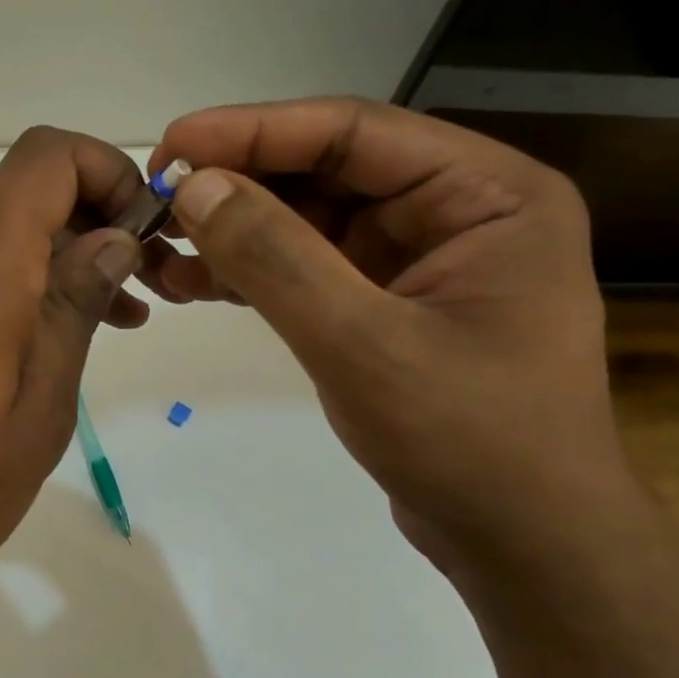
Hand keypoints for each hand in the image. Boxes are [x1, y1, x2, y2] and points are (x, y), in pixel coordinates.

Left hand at [0, 128, 148, 630]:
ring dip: (67, 267)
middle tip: (148, 293)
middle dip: (100, 225)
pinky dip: (25, 296)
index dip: (106, 168)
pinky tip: (49, 354)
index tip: (145, 234)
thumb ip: (72, 313)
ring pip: (4, 246)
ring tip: (117, 326)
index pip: (43, 158)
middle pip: (28, 198)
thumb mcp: (34, 414)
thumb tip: (113, 238)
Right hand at [144, 98, 632, 568]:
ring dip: (232, 230)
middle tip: (155, 201)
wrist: (523, 547)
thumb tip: (193, 185)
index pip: (352, 132)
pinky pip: (304, 264)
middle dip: (235, 184)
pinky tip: (190, 282)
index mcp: (485, 192)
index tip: (170, 146)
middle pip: (323, 170)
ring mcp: (417, 255)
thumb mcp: (363, 343)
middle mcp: (455, 208)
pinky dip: (248, 271)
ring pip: (304, 217)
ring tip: (159, 248)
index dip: (253, 131)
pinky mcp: (384, 299)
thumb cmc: (470, 442)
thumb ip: (275, 257)